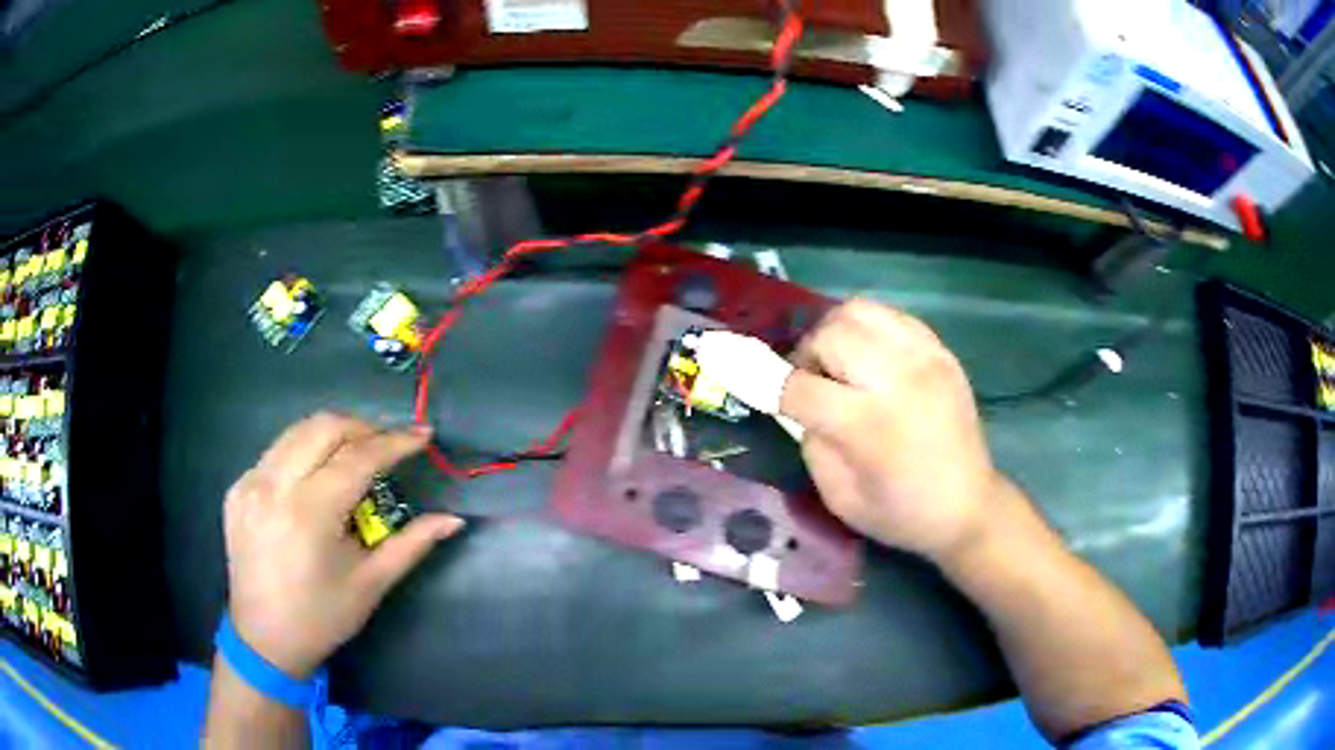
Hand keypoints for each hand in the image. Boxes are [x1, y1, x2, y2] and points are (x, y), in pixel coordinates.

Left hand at [222, 412, 463, 677]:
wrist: (263, 639)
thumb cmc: (322, 617)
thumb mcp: (371, 584)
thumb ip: (412, 544)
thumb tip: (453, 520)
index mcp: (309, 514)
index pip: (357, 458)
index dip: (394, 443)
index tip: (423, 435)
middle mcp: (274, 486)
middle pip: (323, 428)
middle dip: (362, 427)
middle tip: (389, 444)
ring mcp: (250, 483)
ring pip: (297, 432)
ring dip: (332, 434)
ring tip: (357, 454)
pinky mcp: (237, 488)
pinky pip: (276, 453)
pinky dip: (304, 453)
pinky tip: (317, 479)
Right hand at [778, 300, 1000, 563]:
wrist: (969, 506)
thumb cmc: (901, 513)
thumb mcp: (839, 497)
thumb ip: (811, 442)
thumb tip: (797, 401)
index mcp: (868, 426)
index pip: (799, 387)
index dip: (769, 386)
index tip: (759, 388)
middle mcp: (897, 379)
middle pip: (829, 334)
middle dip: (807, 355)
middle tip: (813, 382)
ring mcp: (924, 358)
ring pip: (859, 311)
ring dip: (836, 333)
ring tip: (842, 365)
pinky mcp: (940, 351)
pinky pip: (891, 316)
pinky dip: (869, 330)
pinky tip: (872, 360)